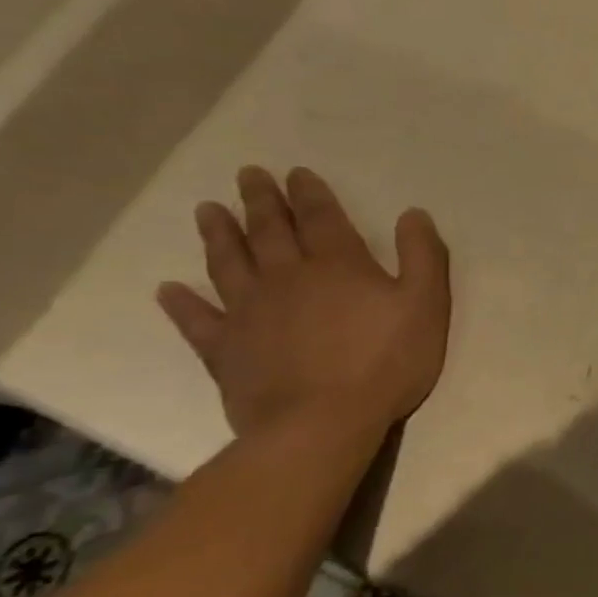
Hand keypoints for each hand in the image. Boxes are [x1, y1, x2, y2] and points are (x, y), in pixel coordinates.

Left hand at [156, 167, 450, 437]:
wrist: (322, 423)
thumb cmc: (386, 361)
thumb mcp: (427, 304)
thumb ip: (423, 256)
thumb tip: (412, 214)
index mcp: (339, 265)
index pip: (321, 218)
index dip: (310, 194)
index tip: (295, 173)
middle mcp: (288, 278)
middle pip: (270, 232)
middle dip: (260, 201)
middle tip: (246, 175)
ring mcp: (250, 313)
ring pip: (229, 264)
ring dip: (218, 235)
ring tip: (207, 211)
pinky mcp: (226, 350)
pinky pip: (199, 321)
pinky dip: (183, 304)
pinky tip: (170, 290)